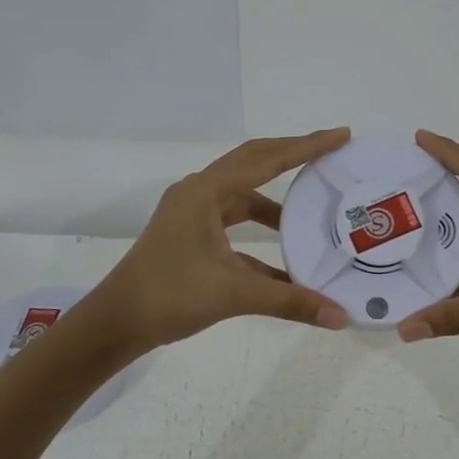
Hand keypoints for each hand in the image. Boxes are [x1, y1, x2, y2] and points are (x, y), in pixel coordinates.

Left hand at [88, 129, 353, 355]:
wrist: (116, 322)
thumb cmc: (170, 296)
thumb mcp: (234, 294)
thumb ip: (291, 302)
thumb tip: (341, 317)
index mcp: (206, 192)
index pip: (267, 159)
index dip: (307, 147)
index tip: (341, 135)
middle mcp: (198, 193)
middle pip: (254, 162)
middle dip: (293, 156)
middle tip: (330, 154)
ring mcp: (192, 213)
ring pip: (243, 195)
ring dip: (276, 202)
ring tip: (311, 210)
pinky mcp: (190, 235)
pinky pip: (233, 223)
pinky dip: (259, 235)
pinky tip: (284, 261)